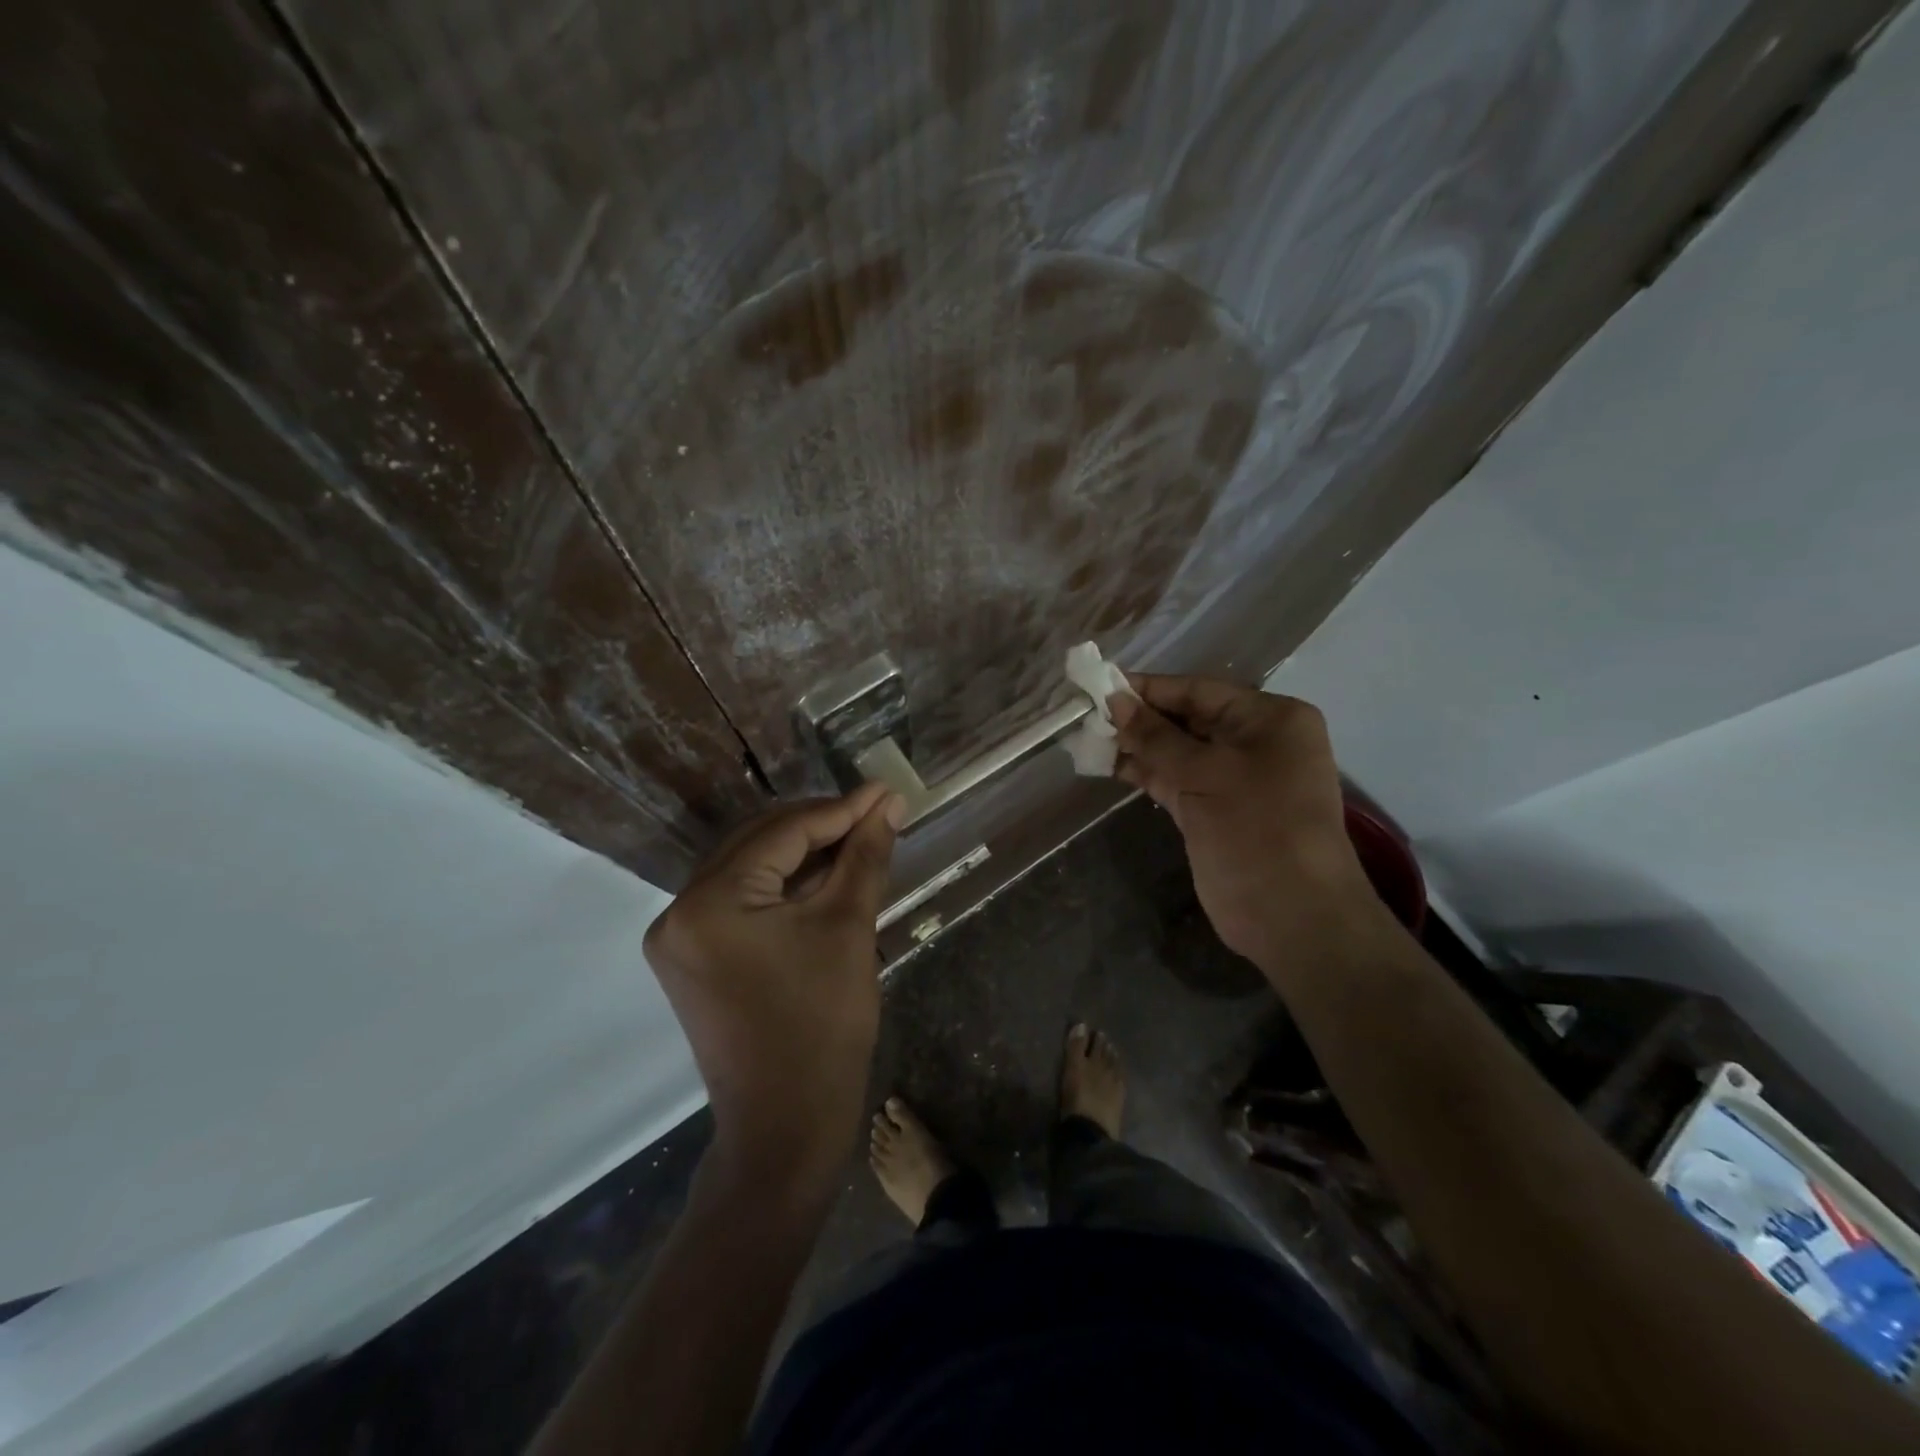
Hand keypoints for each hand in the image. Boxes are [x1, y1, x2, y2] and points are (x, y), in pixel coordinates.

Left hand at [644, 783, 903, 1195]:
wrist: (787, 1127)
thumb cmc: (823, 1026)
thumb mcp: (848, 929)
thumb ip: (865, 856)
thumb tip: (889, 802)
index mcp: (710, 901)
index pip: (783, 833)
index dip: (841, 810)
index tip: (885, 793)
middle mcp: (679, 910)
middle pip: (759, 843)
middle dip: (821, 826)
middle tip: (876, 813)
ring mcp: (679, 937)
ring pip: (750, 869)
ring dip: (803, 853)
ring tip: (859, 837)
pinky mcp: (692, 957)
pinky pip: (741, 900)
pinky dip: (783, 885)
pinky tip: (825, 873)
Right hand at [1110, 676, 1375, 970]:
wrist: (1291, 916)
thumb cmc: (1257, 829)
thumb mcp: (1205, 774)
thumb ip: (1156, 737)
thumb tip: (1114, 701)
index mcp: (1269, 719)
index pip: (1199, 690)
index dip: (1149, 689)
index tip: (1100, 686)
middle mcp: (1254, 742)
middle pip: (1187, 718)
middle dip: (1139, 718)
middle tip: (1086, 714)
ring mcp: (1233, 778)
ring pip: (1177, 751)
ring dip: (1136, 746)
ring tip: (1087, 738)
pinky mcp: (1213, 809)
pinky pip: (1174, 780)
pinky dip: (1144, 772)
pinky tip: (1108, 764)